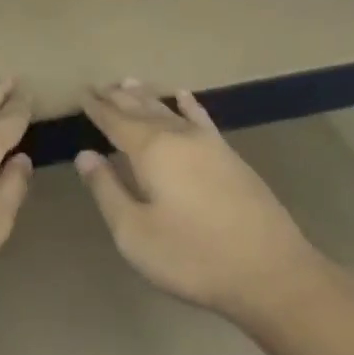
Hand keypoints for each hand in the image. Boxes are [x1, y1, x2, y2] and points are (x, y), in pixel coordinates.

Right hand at [75, 80, 317, 319]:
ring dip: (148, 97)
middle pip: (142, 110)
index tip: (82, 93)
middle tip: (100, 84)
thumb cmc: (192, 256)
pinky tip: (184, 97)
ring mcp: (210, 145)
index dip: (97, 108)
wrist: (270, 272)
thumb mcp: (134, 232)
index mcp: (152, 152)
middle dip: (119, 98)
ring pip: (170, 111)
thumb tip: (85, 155)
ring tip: (129, 82)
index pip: (116, 122)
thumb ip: (107, 190)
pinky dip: (189, 107)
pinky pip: (202, 120)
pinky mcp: (231, 158)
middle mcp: (180, 137)